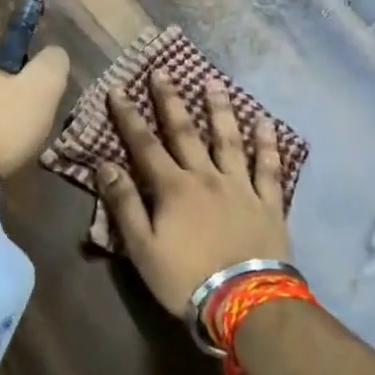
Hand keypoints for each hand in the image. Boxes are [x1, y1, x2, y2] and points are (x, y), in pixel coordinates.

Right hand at [98, 71, 288, 316]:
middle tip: (163, 71)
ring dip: (219, 110)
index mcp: (173, 188)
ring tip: (213, 83)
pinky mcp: (268, 203)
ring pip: (229, 140)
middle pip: (185, 132)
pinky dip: (267, 143)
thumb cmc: (186, 278)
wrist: (246, 303)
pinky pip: (269, 167)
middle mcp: (206, 176)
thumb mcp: (142, 247)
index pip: (144, 144)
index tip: (118, 89)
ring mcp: (240, 187)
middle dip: (170, 100)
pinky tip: (265, 122)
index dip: (129, 116)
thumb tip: (105, 164)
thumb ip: (124, 204)